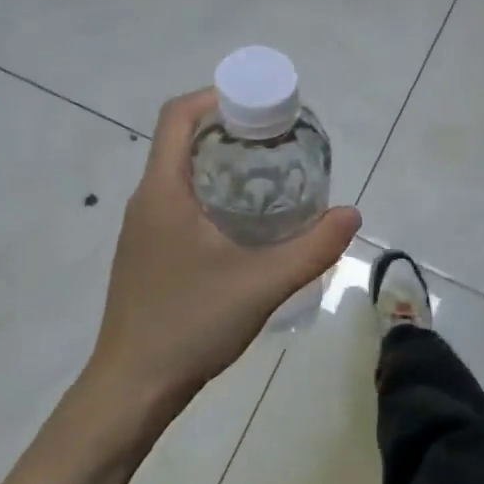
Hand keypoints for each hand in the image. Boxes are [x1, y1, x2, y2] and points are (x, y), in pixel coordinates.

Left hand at [82, 88, 359, 431]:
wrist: (133, 386)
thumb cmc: (191, 324)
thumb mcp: (263, 283)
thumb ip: (313, 247)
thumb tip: (351, 215)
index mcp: (163, 192)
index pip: (180, 116)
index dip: (219, 97)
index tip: (262, 107)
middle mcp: (146, 202)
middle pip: (183, 142)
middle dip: (231, 131)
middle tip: (280, 143)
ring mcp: (142, 231)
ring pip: (182, 176)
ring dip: (222, 166)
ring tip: (272, 180)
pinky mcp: (147, 255)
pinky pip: (180, 205)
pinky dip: (214, 197)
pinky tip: (246, 228)